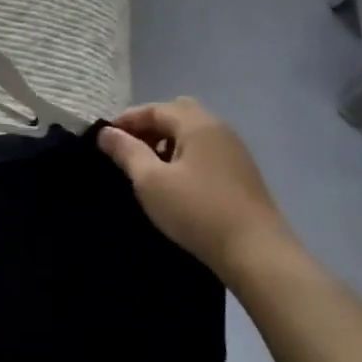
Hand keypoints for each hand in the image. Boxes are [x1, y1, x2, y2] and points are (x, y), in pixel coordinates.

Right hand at [98, 98, 291, 275]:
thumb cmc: (198, 211)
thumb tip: (106, 132)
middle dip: (150, 126)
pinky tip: (176, 182)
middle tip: (130, 149)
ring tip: (149, 168)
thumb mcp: (151, 181)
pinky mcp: (242, 173)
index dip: (126, 120)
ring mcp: (234, 150)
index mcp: (197, 123)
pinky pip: (206, 150)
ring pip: (193, 133)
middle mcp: (218, 128)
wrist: (257, 253)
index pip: (154, 109)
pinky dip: (185, 155)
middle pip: (177, 113)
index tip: (104, 139)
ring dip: (167, 141)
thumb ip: (127, 152)